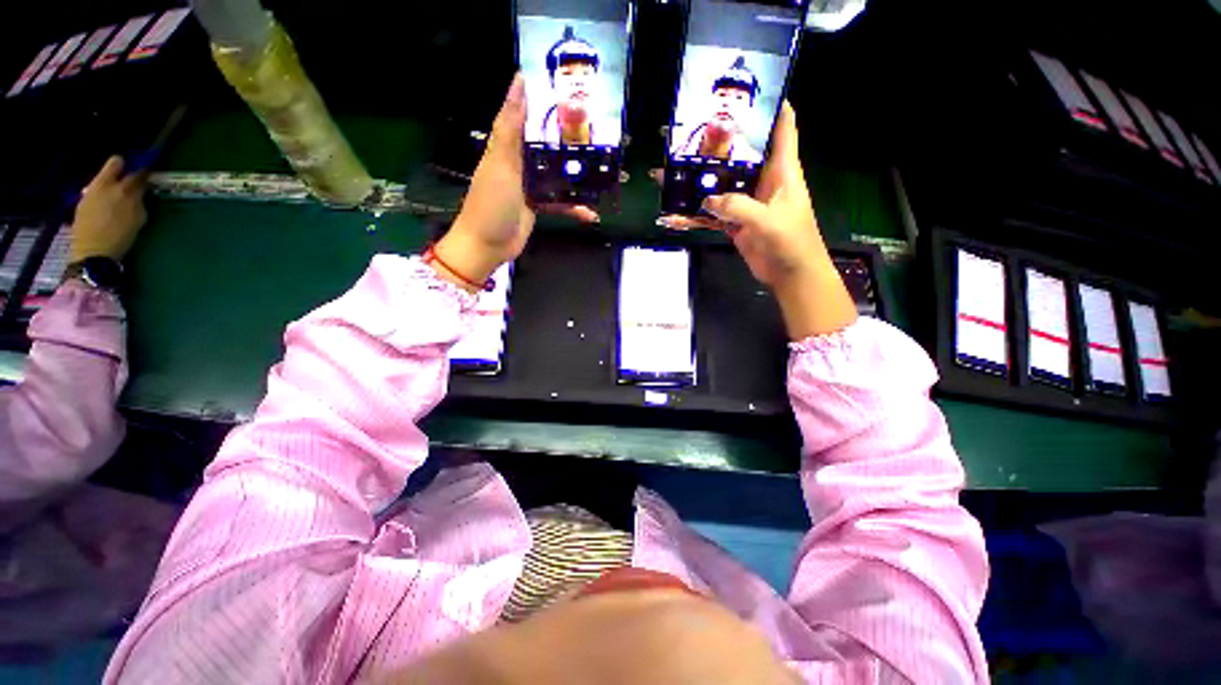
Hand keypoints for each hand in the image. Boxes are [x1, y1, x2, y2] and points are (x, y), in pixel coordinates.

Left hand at [69, 156, 148, 262]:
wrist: (93, 252)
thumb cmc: (121, 238)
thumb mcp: (138, 220)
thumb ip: (139, 202)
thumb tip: (139, 194)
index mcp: (126, 190)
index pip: (138, 174)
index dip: (144, 173)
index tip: (148, 176)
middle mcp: (108, 184)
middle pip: (115, 163)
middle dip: (123, 166)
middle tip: (129, 174)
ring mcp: (92, 190)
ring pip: (103, 175)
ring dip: (111, 180)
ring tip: (116, 192)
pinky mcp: (83, 198)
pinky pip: (95, 188)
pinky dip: (102, 191)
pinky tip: (105, 203)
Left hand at [434, 74, 598, 291]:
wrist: (488, 246)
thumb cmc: (491, 203)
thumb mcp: (501, 163)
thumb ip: (510, 126)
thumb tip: (519, 80)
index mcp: (508, 145)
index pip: (527, 114)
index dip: (546, 100)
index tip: (571, 87)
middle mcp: (520, 161)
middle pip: (548, 143)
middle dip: (571, 138)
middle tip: (599, 130)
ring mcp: (530, 185)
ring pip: (558, 173)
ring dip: (578, 175)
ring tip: (603, 170)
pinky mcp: (538, 205)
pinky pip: (560, 203)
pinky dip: (574, 208)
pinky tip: (591, 213)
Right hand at [658, 102, 856, 338]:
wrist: (789, 274)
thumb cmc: (791, 242)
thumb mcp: (768, 221)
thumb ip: (738, 207)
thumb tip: (707, 201)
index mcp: (782, 171)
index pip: (782, 129)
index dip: (772, 107)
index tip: (751, 91)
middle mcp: (764, 181)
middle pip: (742, 155)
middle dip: (720, 143)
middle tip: (693, 130)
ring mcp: (747, 202)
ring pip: (722, 185)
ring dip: (702, 181)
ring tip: (676, 169)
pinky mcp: (736, 222)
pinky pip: (714, 214)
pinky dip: (698, 214)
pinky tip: (678, 212)